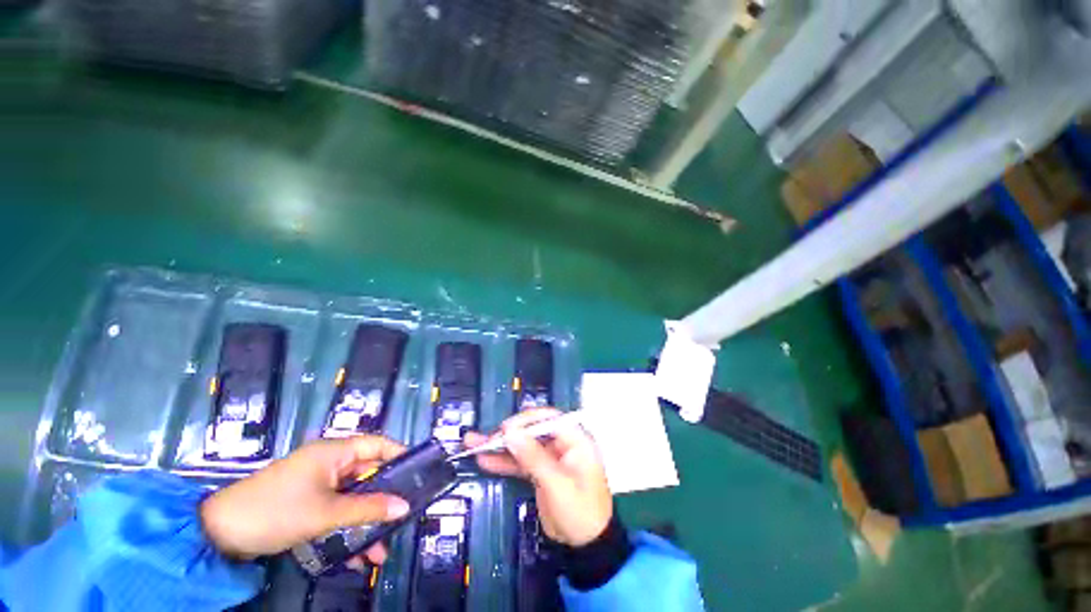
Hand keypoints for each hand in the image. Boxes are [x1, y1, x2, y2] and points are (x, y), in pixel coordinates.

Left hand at [200, 435, 408, 562]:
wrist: (217, 535)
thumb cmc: (276, 511)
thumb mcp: (325, 513)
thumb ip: (368, 509)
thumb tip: (405, 507)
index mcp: (335, 452)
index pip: (378, 445)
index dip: (400, 455)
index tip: (419, 474)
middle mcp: (329, 463)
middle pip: (368, 474)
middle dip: (384, 499)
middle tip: (402, 519)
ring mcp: (317, 484)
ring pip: (353, 498)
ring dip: (366, 522)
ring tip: (380, 550)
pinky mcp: (306, 503)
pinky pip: (336, 512)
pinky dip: (346, 530)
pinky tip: (355, 556)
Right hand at [465, 408, 611, 546]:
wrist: (587, 547)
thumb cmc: (581, 512)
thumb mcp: (558, 485)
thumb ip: (533, 457)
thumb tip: (511, 433)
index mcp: (576, 440)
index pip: (549, 419)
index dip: (527, 421)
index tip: (506, 428)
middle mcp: (563, 444)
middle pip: (533, 431)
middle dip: (510, 433)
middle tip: (488, 438)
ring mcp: (550, 457)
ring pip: (524, 445)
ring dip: (501, 446)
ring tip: (476, 444)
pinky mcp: (541, 472)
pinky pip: (521, 462)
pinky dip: (504, 461)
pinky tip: (486, 460)